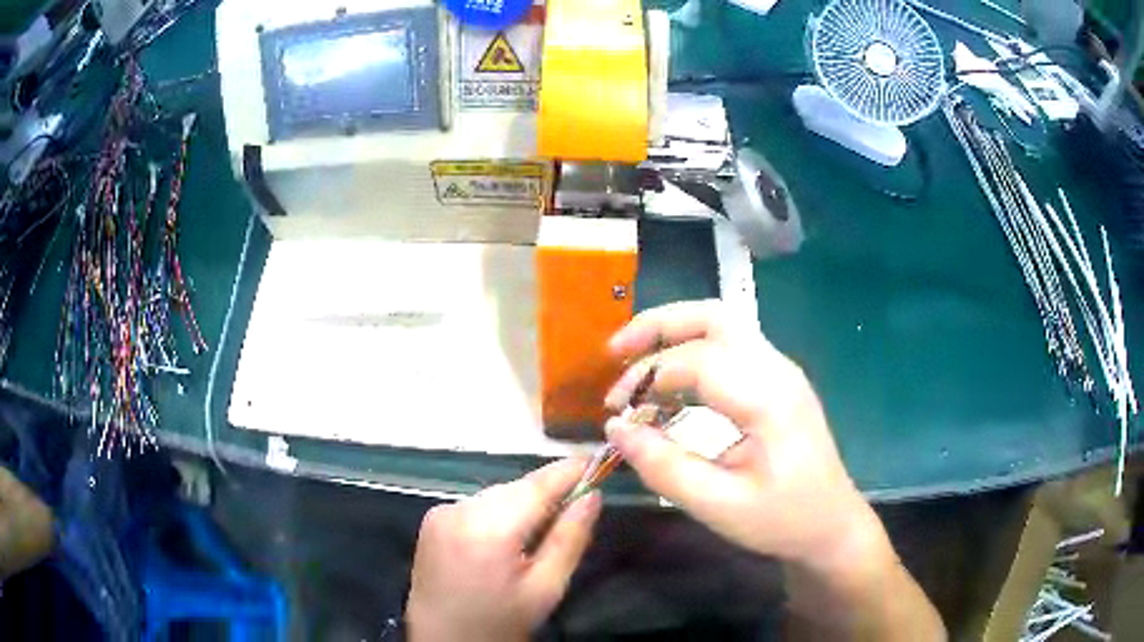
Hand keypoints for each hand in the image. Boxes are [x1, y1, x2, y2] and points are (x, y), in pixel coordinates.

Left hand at [406, 459, 601, 641]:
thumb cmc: (499, 622)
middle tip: (575, 506)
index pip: (537, 486)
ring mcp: (441, 512)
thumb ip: (570, 538)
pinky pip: (477, 504)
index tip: (596, 461)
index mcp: (488, 529)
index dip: (568, 471)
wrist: (443, 641)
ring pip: (497, 494)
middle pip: (516, 488)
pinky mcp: (432, 519)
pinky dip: (497, 512)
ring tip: (538, 533)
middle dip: (547, 493)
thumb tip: (593, 495)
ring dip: (522, 504)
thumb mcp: (545, 589)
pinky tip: (505, 539)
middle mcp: (459, 509)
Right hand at [603, 300, 879, 569]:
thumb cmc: (782, 520)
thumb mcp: (719, 506)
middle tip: (614, 353)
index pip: (697, 360)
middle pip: (713, 317)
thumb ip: (665, 467)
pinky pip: (729, 348)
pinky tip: (670, 385)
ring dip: (673, 334)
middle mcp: (777, 370)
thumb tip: (616, 429)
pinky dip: (690, 352)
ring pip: (721, 324)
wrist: (832, 524)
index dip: (647, 377)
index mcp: (769, 398)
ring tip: (633, 361)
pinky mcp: (777, 381)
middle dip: (658, 325)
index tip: (615, 411)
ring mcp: (781, 371)